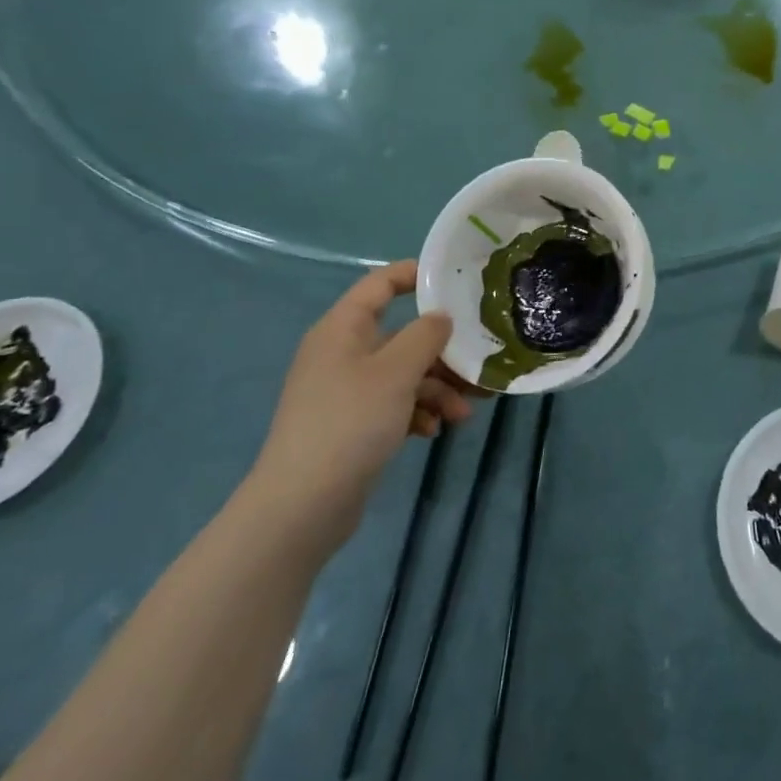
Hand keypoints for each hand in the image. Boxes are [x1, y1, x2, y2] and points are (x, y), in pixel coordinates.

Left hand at [245, 262, 480, 553]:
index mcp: (343, 329)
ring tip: (463, 413)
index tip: (456, 281)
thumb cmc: (350, 422)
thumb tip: (441, 317)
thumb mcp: (396, 372)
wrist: (302, 505)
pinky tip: (433, 431)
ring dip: (437, 389)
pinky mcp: (352, 424)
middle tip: (478, 363)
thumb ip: (426, 336)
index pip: (380, 284)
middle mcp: (343, 353)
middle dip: (442, 352)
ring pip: (404, 374)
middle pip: (402, 336)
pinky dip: (418, 412)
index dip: (415, 275)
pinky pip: (394, 405)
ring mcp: (346, 391)